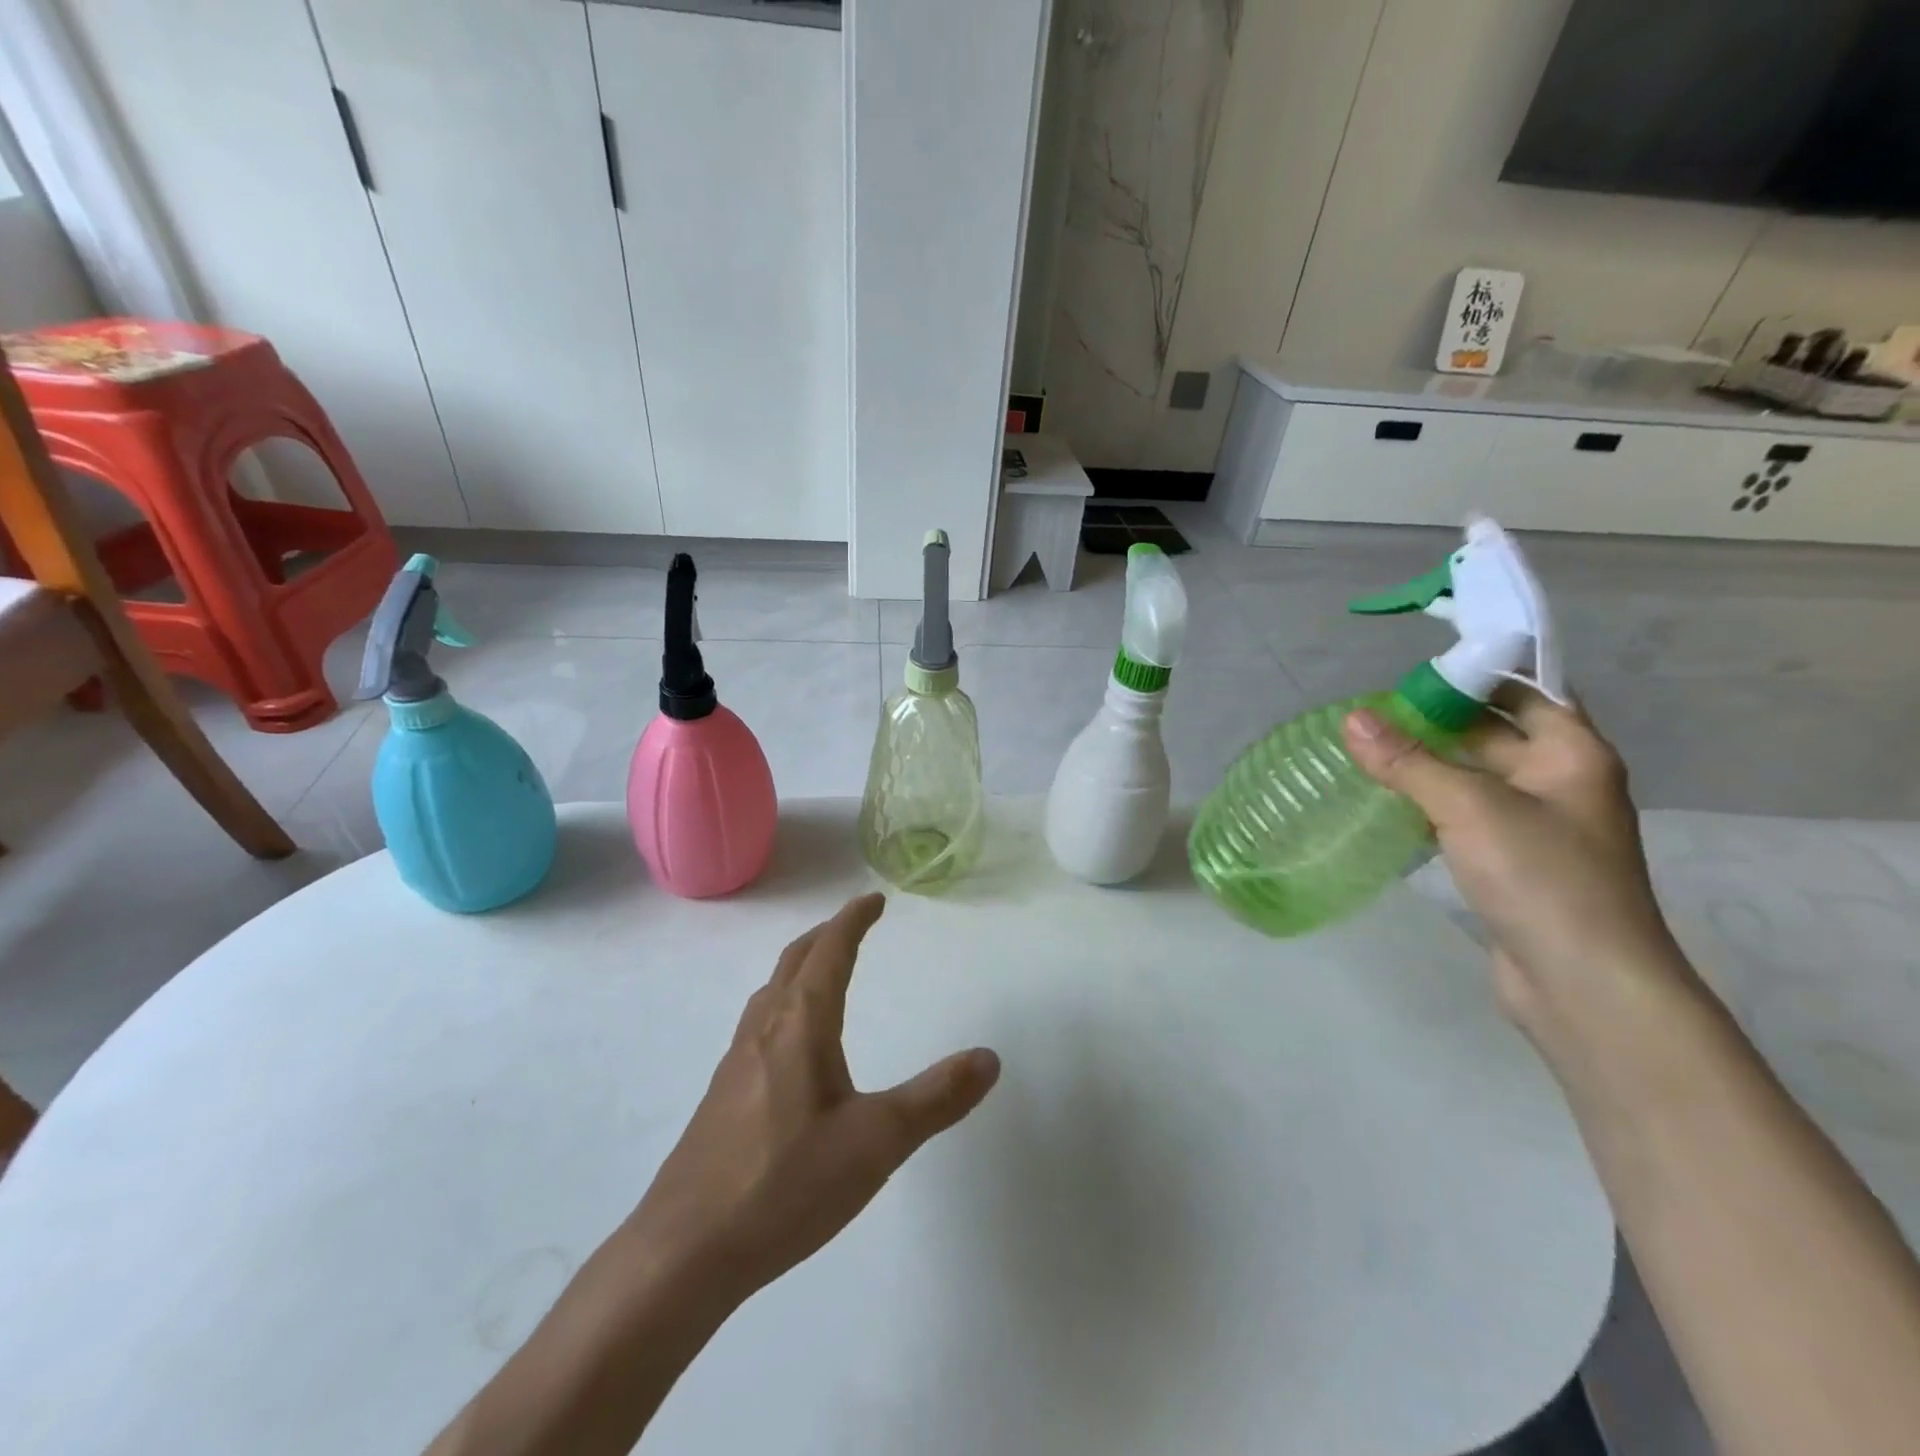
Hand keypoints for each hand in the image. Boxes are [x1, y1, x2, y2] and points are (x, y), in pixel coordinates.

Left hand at [625, 893, 999, 1305]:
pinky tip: (789, 1045)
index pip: (829, 952)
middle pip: (794, 961)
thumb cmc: (785, 1185)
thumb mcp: (877, 1143)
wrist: (683, 1251)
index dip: (853, 920)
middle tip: (854, 924)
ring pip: (771, 992)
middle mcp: (764, 1030)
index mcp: (801, 1026)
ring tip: (823, 972)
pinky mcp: (722, 1096)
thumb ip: (937, 1099)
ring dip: (800, 967)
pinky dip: (783, 1003)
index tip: (874, 899)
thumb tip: (989, 1057)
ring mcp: (736, 1062)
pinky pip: (759, 1024)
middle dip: (826, 935)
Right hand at [1343, 689, 1688, 1026]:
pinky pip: (1464, 816)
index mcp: (1571, 754)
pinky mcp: (1511, 862)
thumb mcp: (1470, 808)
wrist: (1585, 985)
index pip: (1526, 690)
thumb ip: (1409, 761)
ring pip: (1474, 777)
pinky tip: (1384, 802)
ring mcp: (1535, 825)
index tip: (1411, 672)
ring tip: (1365, 750)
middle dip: (1436, 719)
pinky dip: (1428, 804)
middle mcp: (1559, 782)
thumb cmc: (1542, 878)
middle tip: (1371, 712)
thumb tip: (1352, 718)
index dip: (1474, 674)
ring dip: (1427, 764)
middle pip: (1494, 732)